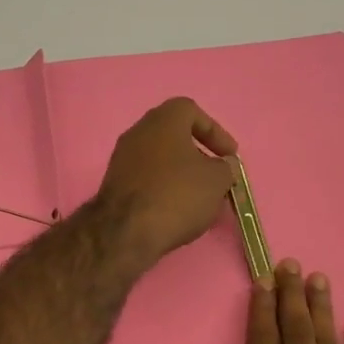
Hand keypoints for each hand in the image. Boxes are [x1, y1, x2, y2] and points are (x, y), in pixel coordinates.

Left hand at [95, 97, 238, 271]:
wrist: (126, 232)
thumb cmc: (177, 195)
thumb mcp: (217, 180)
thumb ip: (226, 168)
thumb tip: (223, 166)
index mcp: (163, 120)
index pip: (191, 111)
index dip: (215, 132)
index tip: (229, 156)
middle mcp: (138, 132)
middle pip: (174, 136)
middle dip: (198, 156)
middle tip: (215, 176)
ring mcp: (122, 159)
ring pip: (160, 160)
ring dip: (181, 175)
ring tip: (200, 200)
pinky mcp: (114, 185)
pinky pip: (147, 180)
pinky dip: (164, 190)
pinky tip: (176, 211)